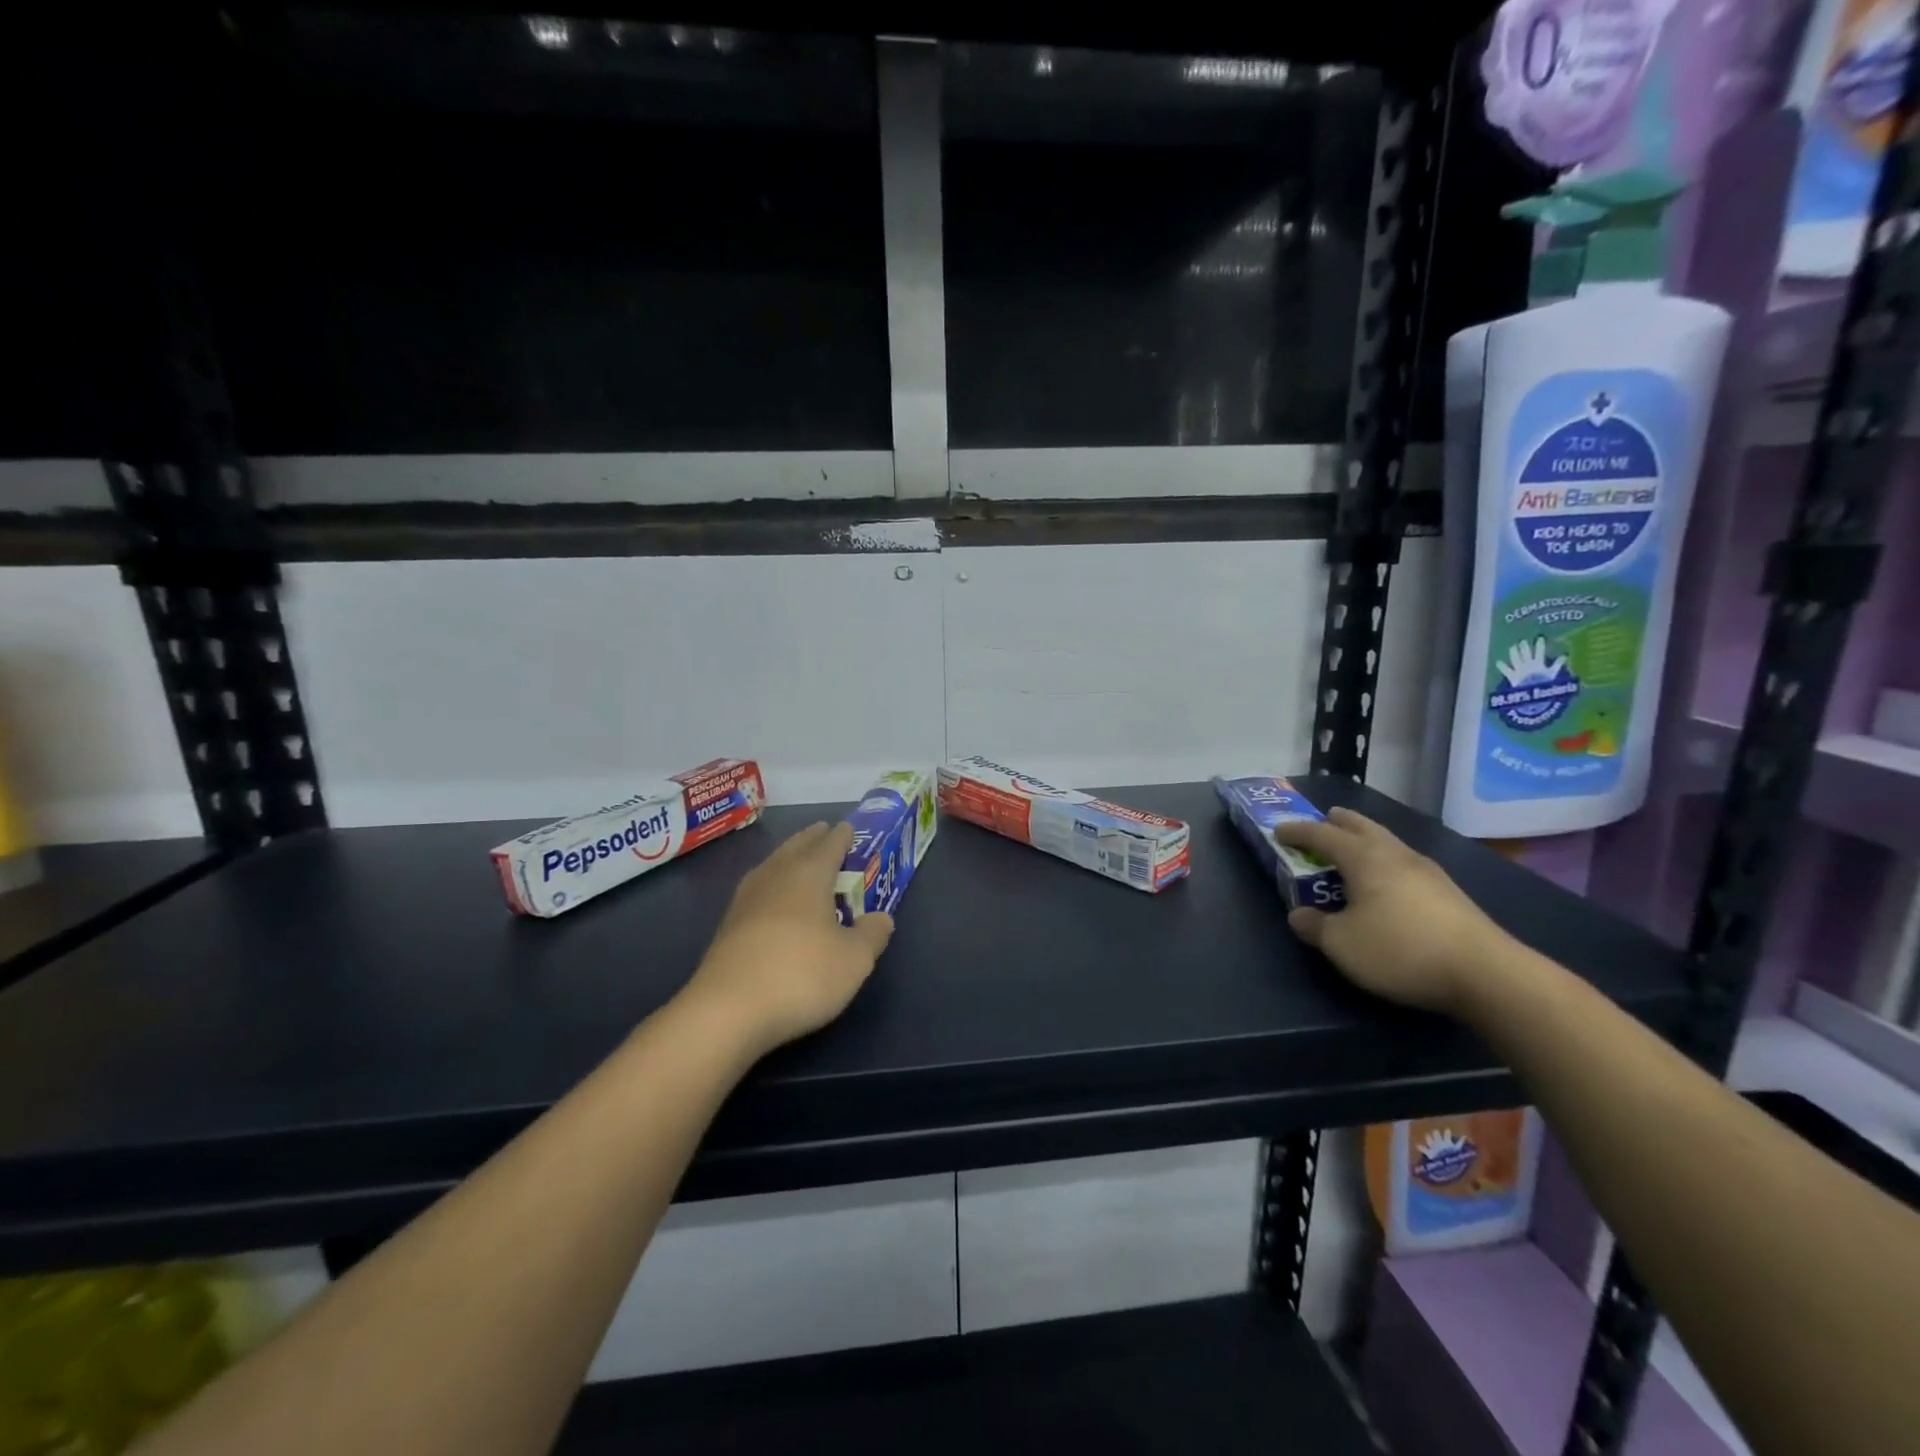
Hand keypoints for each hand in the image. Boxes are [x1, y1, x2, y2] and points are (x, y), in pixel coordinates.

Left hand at [681, 821, 893, 1057]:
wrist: (727, 1011)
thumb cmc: (801, 975)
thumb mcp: (854, 960)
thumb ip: (872, 934)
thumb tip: (881, 917)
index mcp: (809, 875)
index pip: (830, 845)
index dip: (842, 836)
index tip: (849, 828)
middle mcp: (776, 877)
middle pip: (796, 847)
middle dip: (813, 839)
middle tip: (824, 832)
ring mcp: (747, 900)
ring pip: (773, 865)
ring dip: (788, 857)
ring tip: (799, 859)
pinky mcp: (728, 925)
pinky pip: (758, 889)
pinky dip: (772, 883)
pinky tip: (773, 898)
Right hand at [1275, 808, 1505, 1016]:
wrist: (1486, 975)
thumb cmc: (1401, 949)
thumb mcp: (1342, 944)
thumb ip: (1315, 926)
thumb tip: (1299, 915)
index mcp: (1365, 858)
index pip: (1323, 835)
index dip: (1298, 831)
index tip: (1279, 830)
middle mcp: (1396, 855)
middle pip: (1363, 827)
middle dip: (1339, 822)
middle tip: (1324, 820)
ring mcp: (1428, 872)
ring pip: (1388, 843)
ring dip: (1366, 841)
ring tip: (1353, 851)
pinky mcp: (1449, 894)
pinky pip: (1405, 864)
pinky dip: (1386, 863)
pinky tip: (1388, 883)